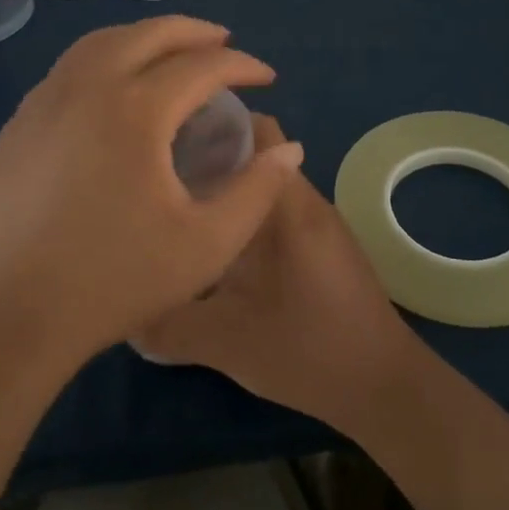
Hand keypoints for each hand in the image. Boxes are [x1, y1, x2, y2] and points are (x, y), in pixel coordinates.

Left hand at [0, 18, 303, 381]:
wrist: (8, 315)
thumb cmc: (113, 281)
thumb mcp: (207, 244)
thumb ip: (257, 191)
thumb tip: (289, 149)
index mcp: (136, 110)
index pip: (202, 65)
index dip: (242, 65)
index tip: (267, 78)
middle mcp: (87, 88)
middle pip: (148, 34)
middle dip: (194, 32)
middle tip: (224, 43)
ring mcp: (44, 102)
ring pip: (100, 42)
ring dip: (144, 37)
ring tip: (171, 53)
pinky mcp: (18, 124)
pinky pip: (69, 68)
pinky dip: (105, 59)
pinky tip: (114, 90)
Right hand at [135, 114, 416, 433]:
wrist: (384, 387)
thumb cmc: (308, 350)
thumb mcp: (227, 341)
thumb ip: (168, 324)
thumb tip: (124, 311)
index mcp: (289, 206)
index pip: (258, 132)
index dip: (215, 123)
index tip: (168, 138)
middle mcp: (307, 202)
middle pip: (257, 156)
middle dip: (210, 157)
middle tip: (159, 176)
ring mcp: (320, 225)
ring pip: (266, 188)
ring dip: (227, 191)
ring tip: (179, 208)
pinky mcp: (323, 248)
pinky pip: (277, 214)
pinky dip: (245, 217)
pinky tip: (215, 246)